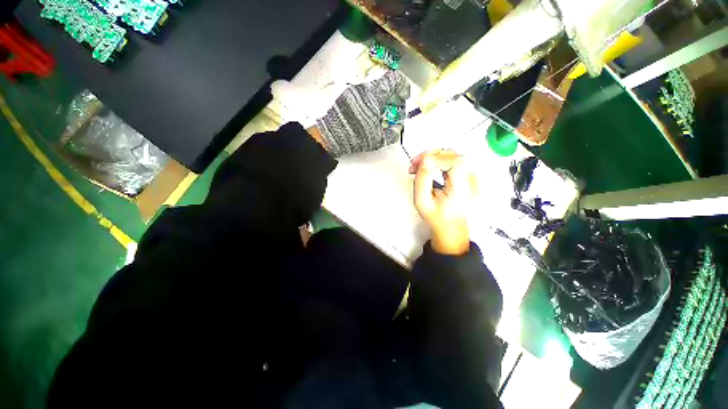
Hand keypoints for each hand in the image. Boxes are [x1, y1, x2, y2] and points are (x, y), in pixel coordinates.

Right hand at [410, 150, 476, 254]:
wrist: (450, 226)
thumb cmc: (438, 218)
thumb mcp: (422, 202)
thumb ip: (422, 180)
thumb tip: (425, 162)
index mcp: (462, 190)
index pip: (454, 162)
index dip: (433, 158)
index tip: (418, 164)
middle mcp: (470, 182)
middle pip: (453, 155)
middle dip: (431, 155)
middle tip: (415, 163)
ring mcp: (470, 178)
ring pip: (452, 155)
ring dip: (433, 157)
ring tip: (419, 165)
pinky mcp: (466, 175)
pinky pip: (452, 161)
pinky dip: (438, 160)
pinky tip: (428, 166)